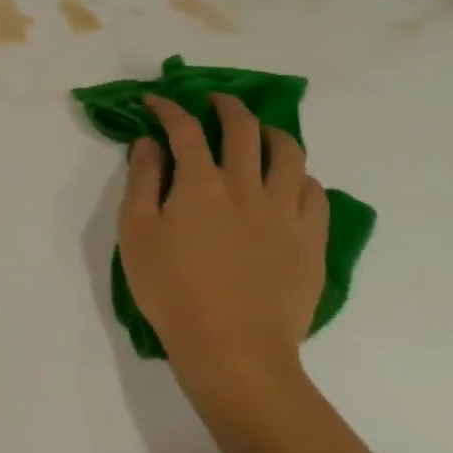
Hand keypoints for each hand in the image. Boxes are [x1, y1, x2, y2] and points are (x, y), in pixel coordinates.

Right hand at [117, 95, 327, 395]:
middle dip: (225, 106)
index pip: (185, 127)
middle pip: (243, 128)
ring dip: (270, 133)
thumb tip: (149, 142)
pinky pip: (315, 192)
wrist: (234, 351)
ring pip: (289, 152)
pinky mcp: (311, 240)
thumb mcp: (136, 233)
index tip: (155, 102)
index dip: (168, 107)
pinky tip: (286, 183)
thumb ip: (143, 180)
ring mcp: (286, 212)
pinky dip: (299, 176)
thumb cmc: (172, 291)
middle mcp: (247, 186)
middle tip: (213, 103)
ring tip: (258, 135)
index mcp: (201, 183)